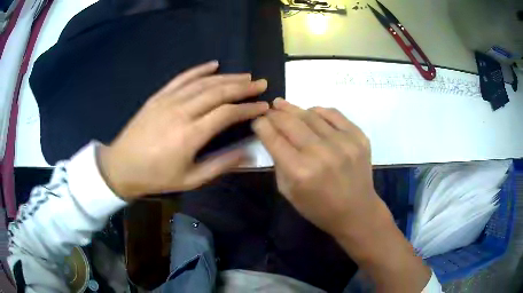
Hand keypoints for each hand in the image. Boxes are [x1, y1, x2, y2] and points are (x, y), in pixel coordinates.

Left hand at [98, 61, 268, 198]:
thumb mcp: (190, 179)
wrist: (122, 166)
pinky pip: (182, 78)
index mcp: (190, 135)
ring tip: (244, 75)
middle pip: (218, 92)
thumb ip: (220, 165)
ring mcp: (168, 100)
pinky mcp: (158, 96)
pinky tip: (213, 64)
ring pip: (203, 83)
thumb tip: (248, 153)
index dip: (248, 108)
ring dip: (227, 77)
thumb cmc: (156, 177)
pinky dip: (199, 70)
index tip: (264, 106)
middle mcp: (181, 112)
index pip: (227, 113)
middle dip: (243, 87)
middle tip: (260, 83)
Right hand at [253, 99, 431, 292]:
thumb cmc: (318, 208)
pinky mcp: (359, 137)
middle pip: (290, 122)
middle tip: (269, 109)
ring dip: (294, 109)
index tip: (258, 120)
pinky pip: (334, 114)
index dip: (261, 125)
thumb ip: (278, 163)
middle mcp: (321, 153)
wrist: (356, 211)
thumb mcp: (288, 192)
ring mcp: (343, 143)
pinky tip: (311, 112)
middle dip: (275, 113)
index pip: (274, 138)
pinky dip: (319, 111)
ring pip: (311, 115)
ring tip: (283, 105)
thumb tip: (273, 136)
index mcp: (299, 171)